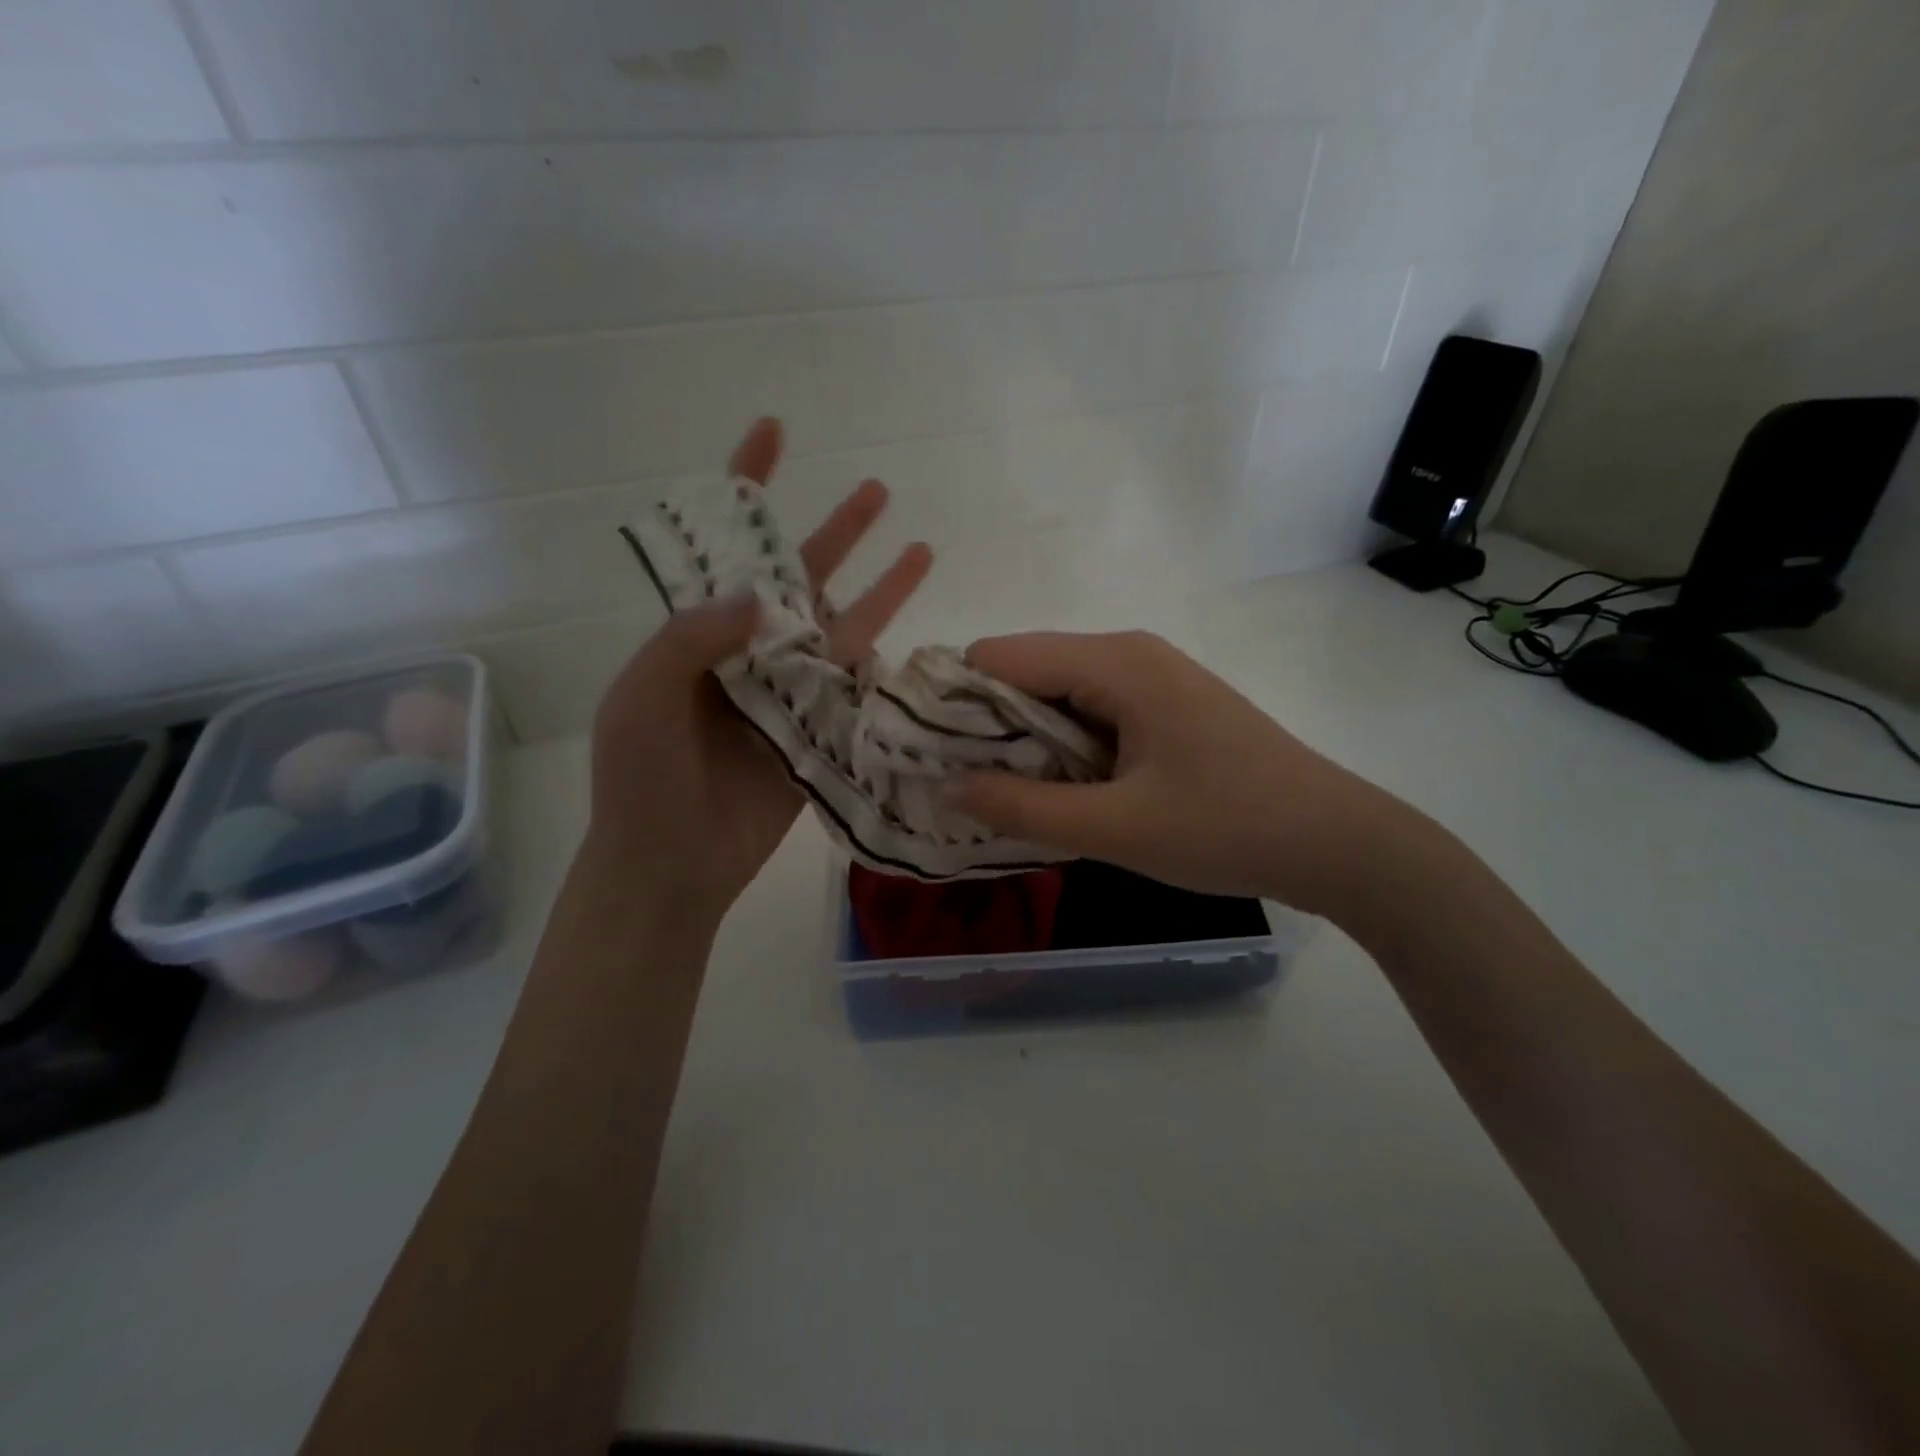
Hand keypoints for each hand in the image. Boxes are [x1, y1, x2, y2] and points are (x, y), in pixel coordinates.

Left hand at [585, 418, 931, 926]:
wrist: (673, 865)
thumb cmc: (641, 779)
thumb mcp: (643, 699)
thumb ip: (692, 640)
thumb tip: (760, 594)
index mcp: (699, 634)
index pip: (728, 547)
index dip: (748, 486)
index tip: (775, 431)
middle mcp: (749, 653)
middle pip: (801, 578)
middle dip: (837, 532)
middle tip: (877, 491)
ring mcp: (788, 693)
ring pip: (842, 629)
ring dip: (880, 591)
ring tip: (921, 550)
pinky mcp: (819, 732)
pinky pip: (854, 689)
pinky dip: (882, 663)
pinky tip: (914, 635)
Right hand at [952, 631, 1406, 916]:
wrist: (1335, 841)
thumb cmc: (1226, 829)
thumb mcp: (1115, 829)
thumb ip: (1023, 807)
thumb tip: (946, 786)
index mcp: (1114, 663)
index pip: (999, 657)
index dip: (954, 701)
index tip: (925, 754)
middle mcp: (1127, 654)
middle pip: (1025, 672)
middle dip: (986, 727)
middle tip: (961, 787)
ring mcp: (1150, 679)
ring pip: (1056, 696)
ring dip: (1026, 743)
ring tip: (1006, 797)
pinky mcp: (1164, 707)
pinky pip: (1090, 714)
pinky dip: (1063, 749)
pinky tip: (1061, 794)